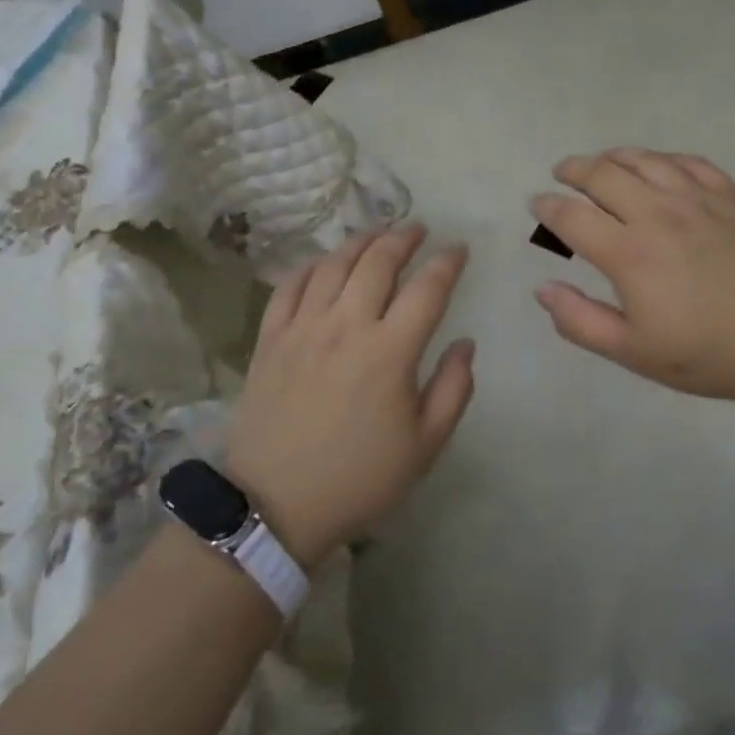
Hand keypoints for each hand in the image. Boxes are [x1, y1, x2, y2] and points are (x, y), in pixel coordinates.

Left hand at [225, 225, 473, 567]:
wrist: (276, 506)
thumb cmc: (359, 478)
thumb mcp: (425, 445)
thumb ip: (454, 388)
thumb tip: (464, 342)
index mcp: (390, 351)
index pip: (427, 288)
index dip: (447, 262)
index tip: (458, 249)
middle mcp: (346, 326)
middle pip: (378, 262)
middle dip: (403, 238)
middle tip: (418, 229)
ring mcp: (303, 328)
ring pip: (333, 265)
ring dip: (360, 242)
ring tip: (377, 235)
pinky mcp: (270, 339)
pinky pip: (290, 286)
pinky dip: (311, 266)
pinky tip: (324, 263)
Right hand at [531, 149, 734, 404]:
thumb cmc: (708, 354)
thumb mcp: (634, 352)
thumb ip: (581, 321)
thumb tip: (543, 288)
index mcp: (629, 253)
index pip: (572, 216)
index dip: (547, 207)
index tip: (537, 205)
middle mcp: (657, 213)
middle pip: (602, 174)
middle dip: (574, 170)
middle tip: (562, 174)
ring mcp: (697, 198)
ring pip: (643, 159)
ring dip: (613, 157)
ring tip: (601, 163)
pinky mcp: (730, 196)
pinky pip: (687, 161)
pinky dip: (662, 158)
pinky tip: (657, 166)